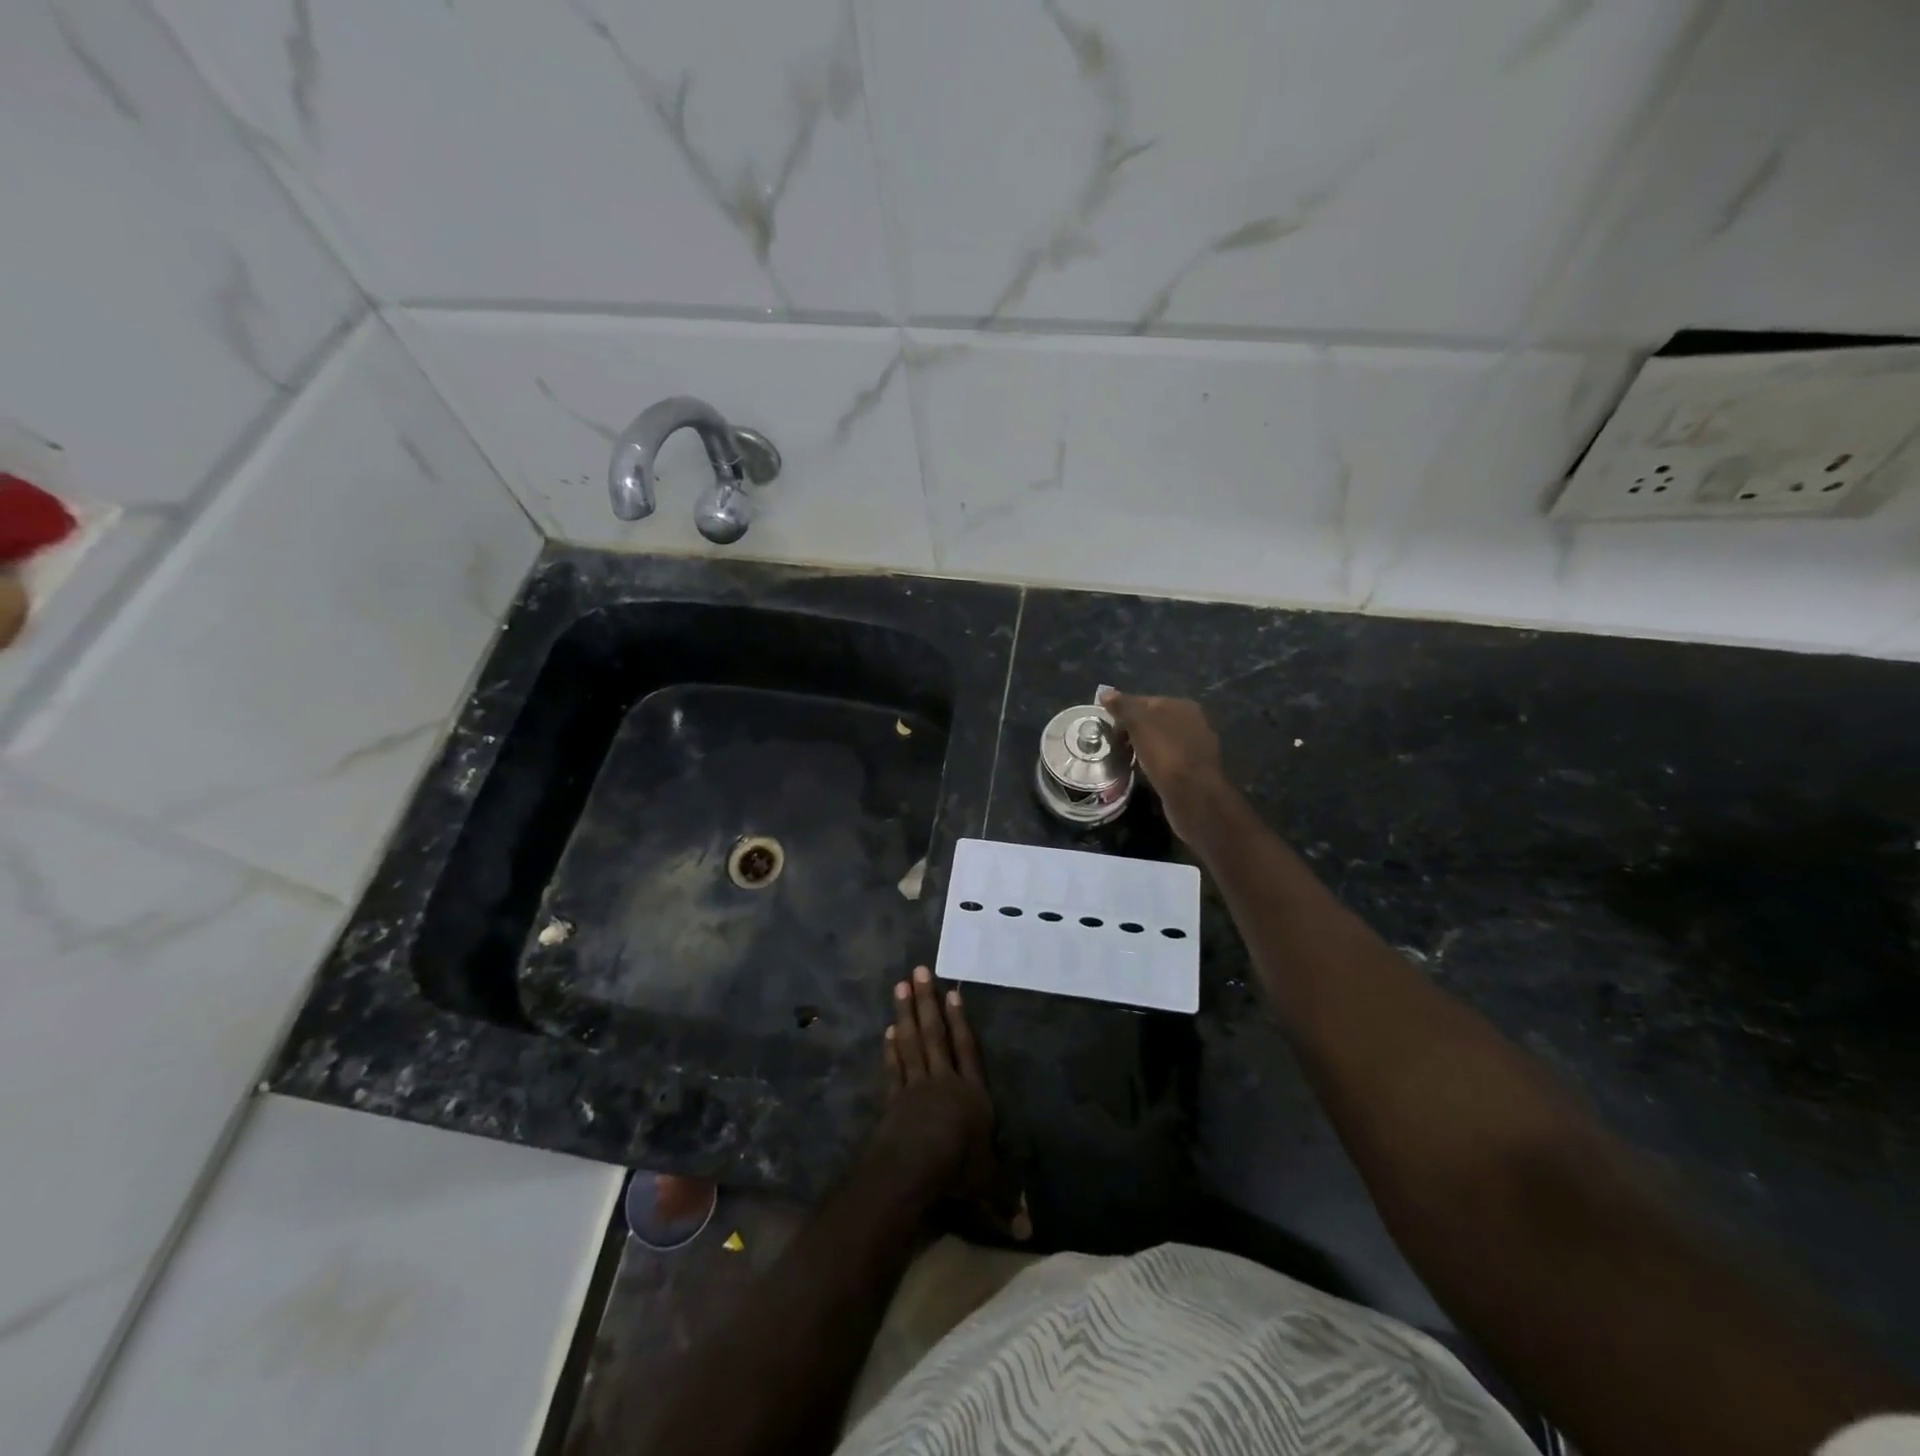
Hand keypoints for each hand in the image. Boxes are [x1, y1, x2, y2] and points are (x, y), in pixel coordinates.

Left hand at [874, 966, 1029, 1240]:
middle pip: (935, 1035)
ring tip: (900, 986)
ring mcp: (915, 1087)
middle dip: (927, 1002)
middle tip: (919, 971)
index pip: (967, 1049)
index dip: (960, 1021)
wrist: (915, 1168)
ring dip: (906, 1014)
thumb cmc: (958, 1169)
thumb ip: (1005, 1200)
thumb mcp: (988, 1185)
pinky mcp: (894, 1099)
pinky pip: (894, 1068)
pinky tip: (887, 1031)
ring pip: (912, 1042)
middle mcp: (944, 1081)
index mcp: (971, 1093)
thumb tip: (1028, 1233)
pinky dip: (890, 1049)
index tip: (952, 992)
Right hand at [1100, 690, 1233, 842]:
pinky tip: (1142, 772)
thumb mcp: (1138, 724)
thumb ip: (1123, 706)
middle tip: (1114, 743)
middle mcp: (1194, 723)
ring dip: (1143, 748)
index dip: (1124, 711)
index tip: (1107, 726)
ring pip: (1160, 741)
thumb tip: (1105, 693)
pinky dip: (1153, 763)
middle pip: (1154, 721)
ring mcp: (1196, 747)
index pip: (1145, 701)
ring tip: (1124, 758)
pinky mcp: (1193, 770)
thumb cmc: (1165, 753)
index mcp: (1182, 706)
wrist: (1192, 795)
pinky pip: (1167, 760)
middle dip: (1133, 730)